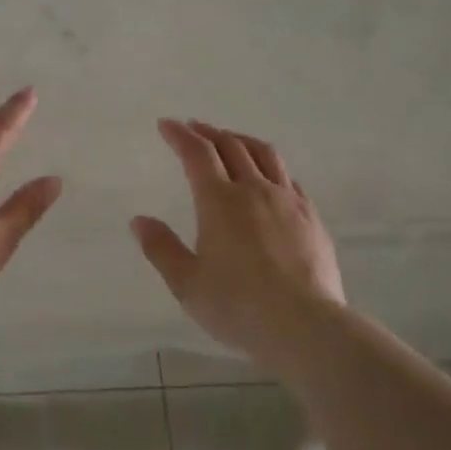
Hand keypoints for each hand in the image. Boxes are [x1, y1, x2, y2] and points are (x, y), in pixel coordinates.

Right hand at [131, 120, 344, 364]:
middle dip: (209, 132)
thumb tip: (139, 220)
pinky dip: (270, 166)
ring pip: (265, 155)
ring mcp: (288, 201)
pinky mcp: (311, 218)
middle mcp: (255, 191)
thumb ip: (162, 248)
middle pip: (231, 146)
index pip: (197, 154)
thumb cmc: (237, 306)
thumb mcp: (187, 283)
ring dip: (242, 140)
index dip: (180, 135)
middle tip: (194, 128)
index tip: (166, 125)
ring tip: (230, 140)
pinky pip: (288, 178)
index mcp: (219, 202)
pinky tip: (269, 178)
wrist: (305, 325)